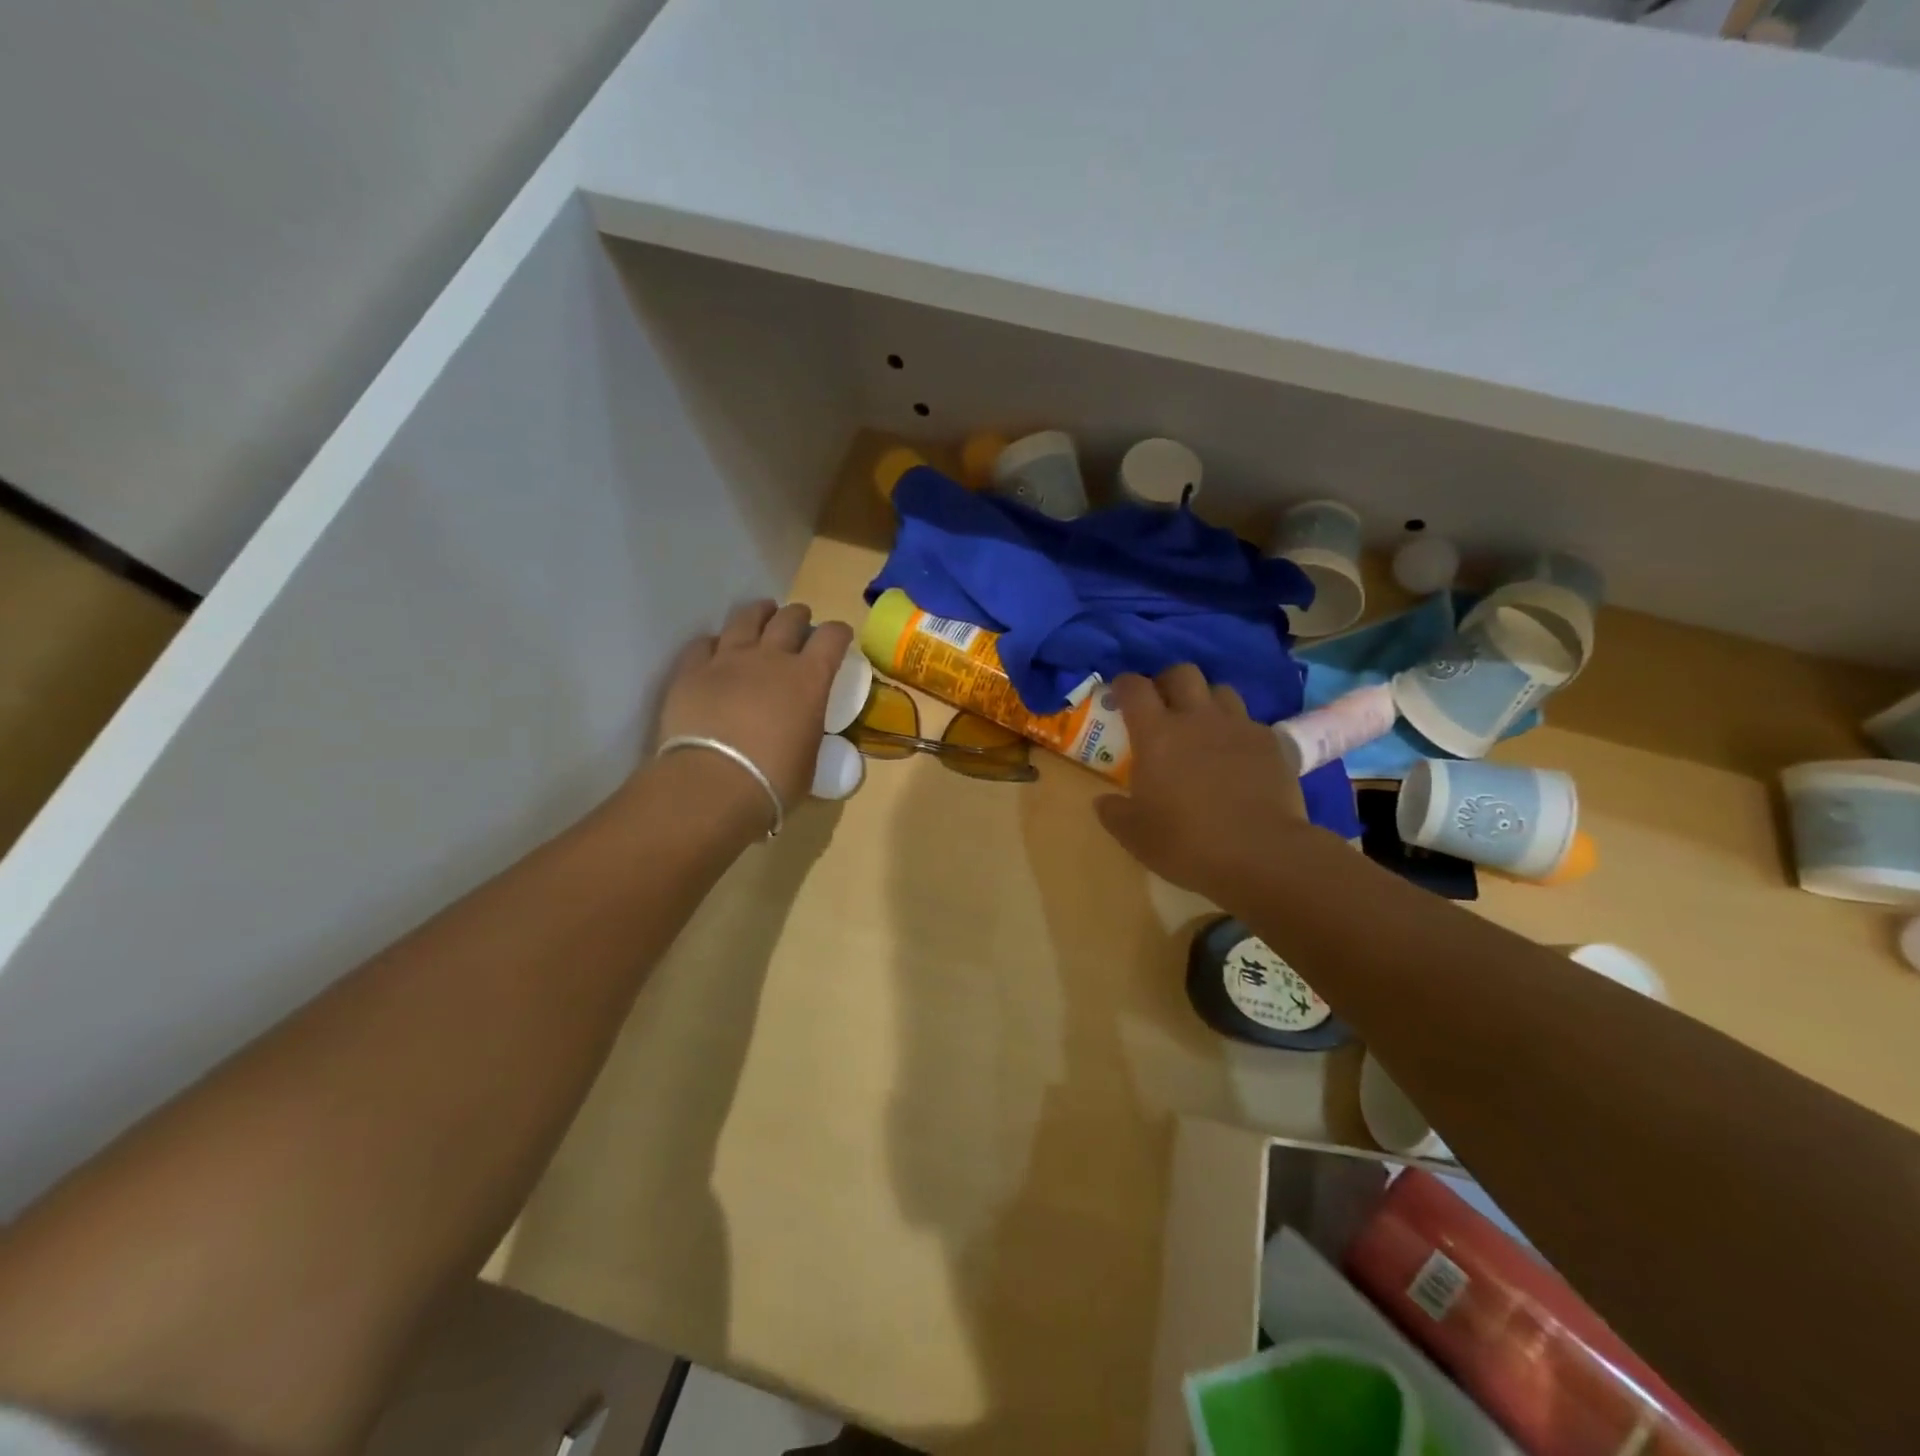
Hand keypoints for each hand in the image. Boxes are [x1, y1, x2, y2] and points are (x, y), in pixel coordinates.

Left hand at [652, 600, 854, 821]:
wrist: (712, 784)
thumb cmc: (773, 779)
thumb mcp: (810, 757)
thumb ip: (809, 731)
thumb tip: (803, 731)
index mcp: (809, 679)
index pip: (831, 638)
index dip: (839, 633)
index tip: (840, 637)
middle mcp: (770, 658)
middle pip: (788, 619)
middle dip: (799, 616)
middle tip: (800, 621)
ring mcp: (727, 660)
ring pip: (745, 619)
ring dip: (759, 614)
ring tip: (762, 614)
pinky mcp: (691, 671)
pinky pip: (704, 644)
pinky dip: (715, 643)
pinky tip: (716, 648)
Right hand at [1095, 665, 1313, 903]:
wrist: (1261, 855)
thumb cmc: (1187, 842)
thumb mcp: (1135, 835)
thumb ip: (1114, 812)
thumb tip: (1104, 801)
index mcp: (1156, 734)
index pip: (1135, 688)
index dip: (1124, 684)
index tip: (1119, 693)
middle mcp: (1197, 718)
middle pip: (1182, 673)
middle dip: (1168, 681)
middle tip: (1162, 705)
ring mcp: (1238, 727)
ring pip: (1220, 691)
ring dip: (1206, 701)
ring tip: (1203, 726)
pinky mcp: (1272, 743)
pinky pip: (1250, 722)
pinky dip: (1238, 732)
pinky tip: (1237, 756)